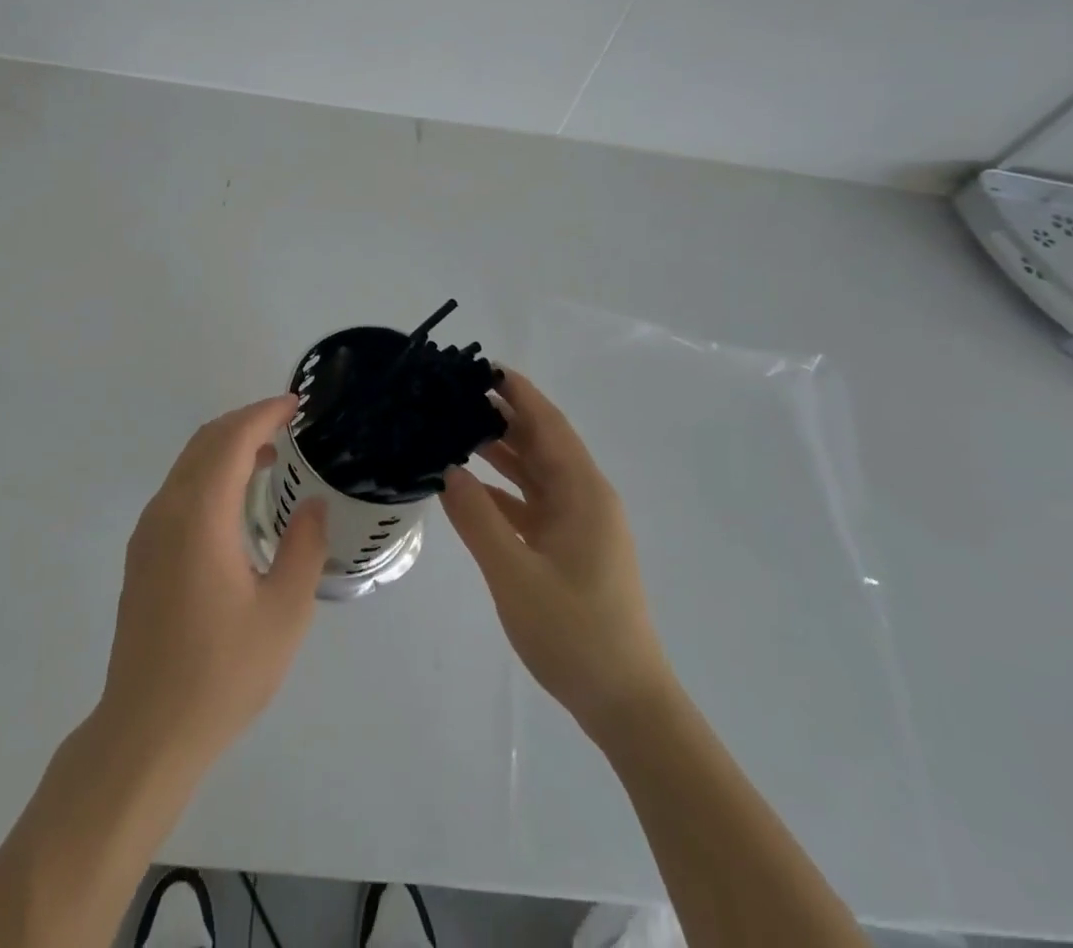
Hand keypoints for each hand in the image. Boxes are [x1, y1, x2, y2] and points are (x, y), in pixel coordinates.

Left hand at [97, 396, 327, 774]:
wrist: (146, 731)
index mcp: (200, 515)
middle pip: (204, 442)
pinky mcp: (142, 554)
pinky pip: (178, 490)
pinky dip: (209, 473)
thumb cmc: (223, 671)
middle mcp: (167, 510)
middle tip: (287, 424)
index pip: (232, 439)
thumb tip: (311, 503)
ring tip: (269, 456)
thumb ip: (303, 546)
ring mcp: (148, 532)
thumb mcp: (284, 612)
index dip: (264, 413)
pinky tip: (235, 500)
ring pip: (187, 464)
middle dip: (245, 422)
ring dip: (226, 447)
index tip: (296, 405)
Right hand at [441, 371, 672, 741]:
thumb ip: (478, 520)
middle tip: (454, 396)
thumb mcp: (516, 575)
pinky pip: (531, 505)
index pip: (548, 425)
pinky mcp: (569, 549)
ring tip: (453, 429)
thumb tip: (447, 470)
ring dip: (501, 451)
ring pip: (535, 473)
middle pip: (542, 443)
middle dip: (503, 415)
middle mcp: (584, 499)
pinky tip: (467, 487)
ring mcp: (578, 526)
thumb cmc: (575, 634)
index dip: (519, 393)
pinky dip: (501, 490)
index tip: (482, 367)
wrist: (625, 704)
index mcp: (583, 494)